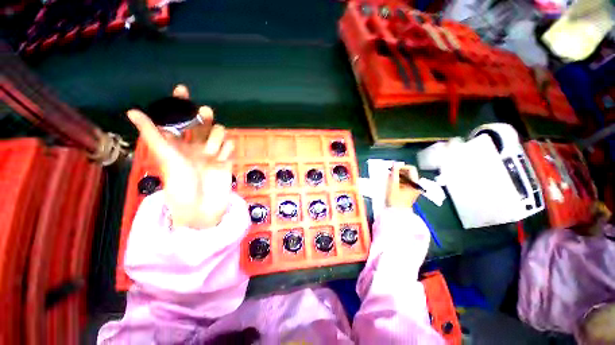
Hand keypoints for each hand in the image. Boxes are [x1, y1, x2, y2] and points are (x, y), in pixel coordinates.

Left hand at [127, 85, 234, 228]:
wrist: (202, 207)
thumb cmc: (179, 184)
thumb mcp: (164, 157)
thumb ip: (153, 134)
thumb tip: (132, 110)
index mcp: (178, 145)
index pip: (178, 120)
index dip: (180, 104)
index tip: (183, 90)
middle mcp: (195, 146)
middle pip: (204, 123)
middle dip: (205, 116)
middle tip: (205, 114)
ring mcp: (213, 153)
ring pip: (220, 133)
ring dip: (216, 139)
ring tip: (211, 154)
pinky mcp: (227, 160)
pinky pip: (230, 146)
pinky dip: (226, 150)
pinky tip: (221, 160)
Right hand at [386, 164, 421, 207]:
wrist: (396, 214)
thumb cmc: (395, 200)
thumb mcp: (393, 185)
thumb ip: (394, 174)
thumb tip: (395, 164)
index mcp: (415, 183)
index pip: (411, 168)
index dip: (401, 167)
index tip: (392, 169)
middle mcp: (416, 185)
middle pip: (408, 173)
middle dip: (398, 172)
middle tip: (389, 174)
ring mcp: (412, 188)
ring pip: (405, 177)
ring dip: (396, 176)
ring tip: (389, 179)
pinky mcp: (408, 191)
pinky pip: (403, 182)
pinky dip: (397, 181)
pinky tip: (391, 184)